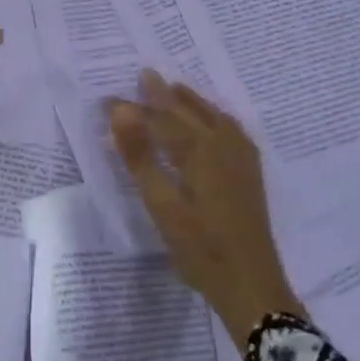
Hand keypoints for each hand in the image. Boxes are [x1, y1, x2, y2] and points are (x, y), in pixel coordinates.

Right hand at [108, 70, 305, 344]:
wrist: (252, 285)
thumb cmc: (200, 249)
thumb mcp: (162, 204)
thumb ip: (141, 155)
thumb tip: (120, 111)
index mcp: (201, 151)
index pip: (161, 119)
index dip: (134, 108)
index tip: (108, 99)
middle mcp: (224, 146)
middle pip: (190, 112)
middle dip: (164, 95)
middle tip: (144, 75)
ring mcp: (242, 160)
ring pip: (214, 118)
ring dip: (192, 102)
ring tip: (174, 88)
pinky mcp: (250, 174)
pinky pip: (231, 130)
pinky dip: (215, 117)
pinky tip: (214, 122)